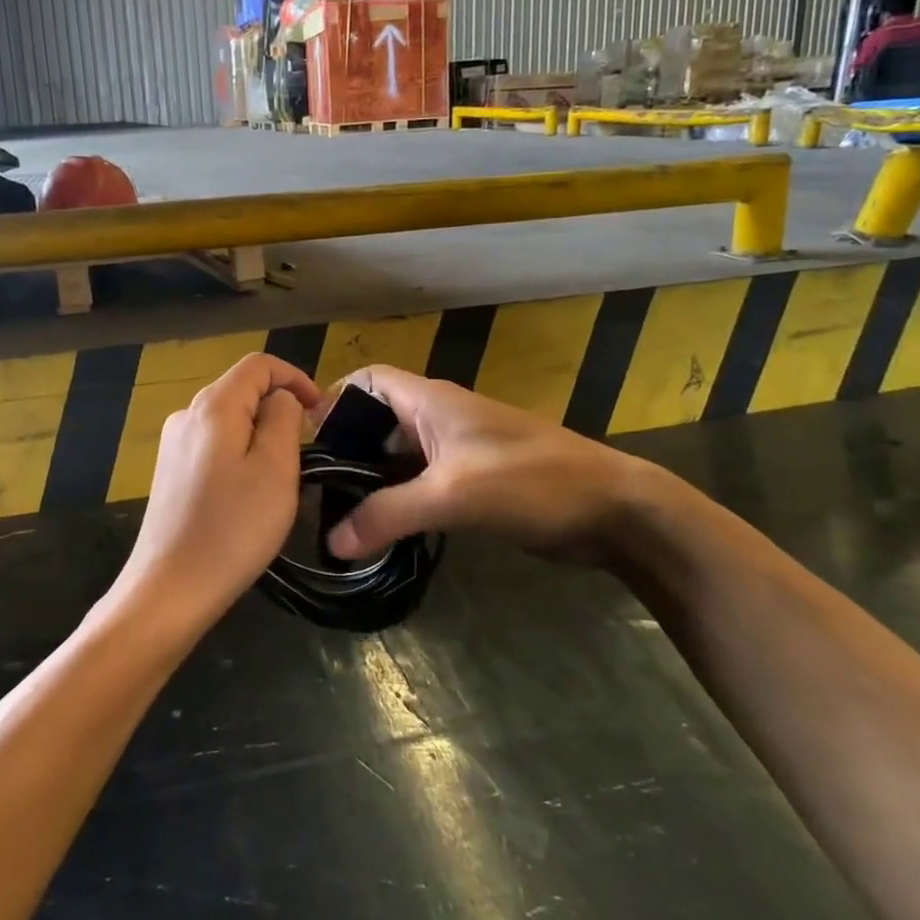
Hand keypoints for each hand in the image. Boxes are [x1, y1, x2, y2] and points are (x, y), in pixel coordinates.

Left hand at [103, 354, 320, 643]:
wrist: (170, 589)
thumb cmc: (233, 528)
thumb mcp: (276, 468)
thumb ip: (283, 418)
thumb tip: (280, 399)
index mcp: (213, 406)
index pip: (258, 364)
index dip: (295, 377)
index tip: (320, 411)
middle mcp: (186, 414)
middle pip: (240, 389)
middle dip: (278, 407)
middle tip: (304, 448)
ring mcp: (173, 444)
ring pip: (228, 419)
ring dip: (260, 433)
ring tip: (280, 475)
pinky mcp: (169, 472)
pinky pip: (213, 445)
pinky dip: (239, 453)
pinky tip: (247, 492)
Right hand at [322, 366, 651, 561]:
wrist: (611, 510)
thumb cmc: (530, 482)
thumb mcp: (451, 495)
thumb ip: (388, 514)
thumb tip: (331, 541)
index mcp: (430, 401)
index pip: (368, 379)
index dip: (334, 399)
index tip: (308, 441)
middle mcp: (438, 418)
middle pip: (377, 421)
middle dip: (347, 449)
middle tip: (316, 492)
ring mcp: (457, 450)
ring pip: (398, 457)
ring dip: (372, 481)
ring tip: (338, 517)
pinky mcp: (472, 481)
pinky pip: (421, 483)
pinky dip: (398, 501)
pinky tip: (381, 532)